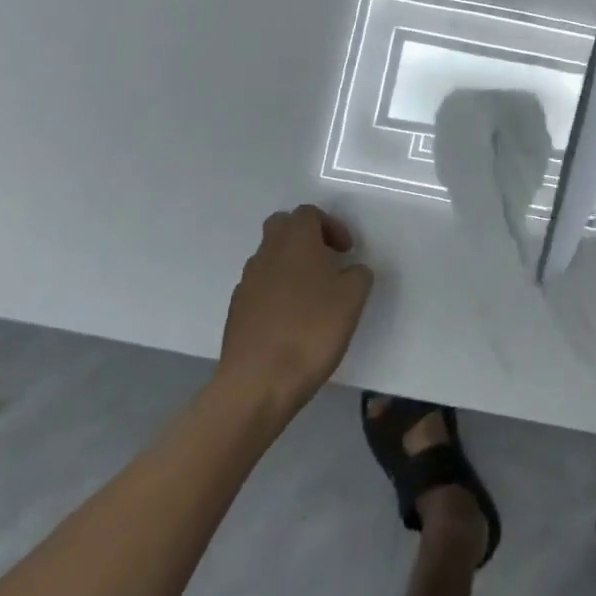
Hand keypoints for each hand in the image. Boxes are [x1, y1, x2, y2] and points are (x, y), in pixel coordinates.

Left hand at [216, 205, 374, 419]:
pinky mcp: (237, 311)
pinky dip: (277, 292)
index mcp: (295, 241)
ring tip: (313, 295)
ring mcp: (247, 282)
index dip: (331, 226)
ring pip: (269, 258)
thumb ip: (358, 275)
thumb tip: (352, 270)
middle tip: (327, 261)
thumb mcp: (353, 299)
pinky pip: (260, 287)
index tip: (346, 252)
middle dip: (305, 237)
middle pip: (282, 227)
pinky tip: (292, 320)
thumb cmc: (311, 330)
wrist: (259, 381)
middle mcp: (266, 253)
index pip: (308, 213)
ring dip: (291, 266)